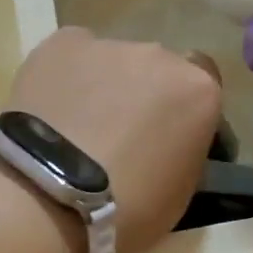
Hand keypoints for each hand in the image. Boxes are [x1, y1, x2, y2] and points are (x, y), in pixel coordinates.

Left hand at [4, 27, 222, 252]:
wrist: (48, 199)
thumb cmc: (127, 209)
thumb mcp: (181, 191)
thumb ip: (183, 148)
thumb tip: (168, 141)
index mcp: (199, 91)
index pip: (203, 87)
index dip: (183, 110)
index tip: (168, 138)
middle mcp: (160, 56)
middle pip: (157, 70)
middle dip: (144, 95)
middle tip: (120, 134)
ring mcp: (108, 45)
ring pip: (112, 62)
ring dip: (104, 85)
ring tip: (77, 125)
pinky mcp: (60, 43)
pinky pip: (72, 55)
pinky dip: (66, 76)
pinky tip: (51, 109)